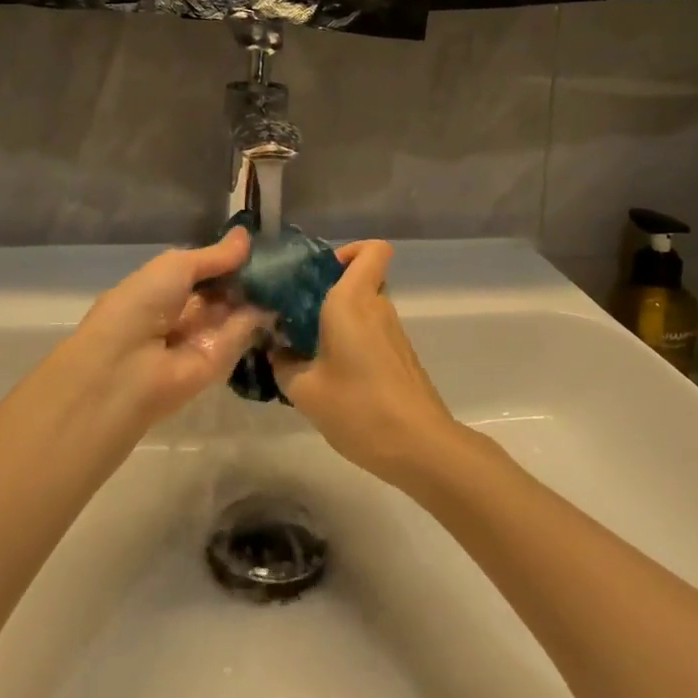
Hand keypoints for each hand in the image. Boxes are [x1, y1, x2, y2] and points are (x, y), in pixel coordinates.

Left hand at [58, 228, 269, 430]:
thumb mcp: (176, 266)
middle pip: (223, 290)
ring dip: (258, 292)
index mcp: (164, 287)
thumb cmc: (141, 305)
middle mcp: (183, 312)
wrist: (126, 370)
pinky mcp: (221, 362)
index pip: (203, 269)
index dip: (228, 257)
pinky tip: (283, 295)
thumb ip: (214, 256)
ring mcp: (202, 337)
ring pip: (236, 310)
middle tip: (281, 256)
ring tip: (288, 270)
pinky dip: (260, 316)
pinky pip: (242, 333)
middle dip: (247, 274)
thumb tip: (245, 235)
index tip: (259, 242)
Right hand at [270, 240, 461, 484]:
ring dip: (338, 321)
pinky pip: (371, 333)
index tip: (319, 274)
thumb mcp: (305, 391)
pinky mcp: (400, 357)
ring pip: (364, 309)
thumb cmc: (359, 408)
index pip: (372, 249)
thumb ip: (284, 364)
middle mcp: (377, 307)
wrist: (420, 447)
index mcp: (353, 300)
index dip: (350, 250)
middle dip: (329, 291)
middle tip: (297, 315)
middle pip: (360, 279)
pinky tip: (330, 375)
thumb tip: (277, 350)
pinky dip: (351, 342)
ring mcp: (393, 333)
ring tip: (306, 351)